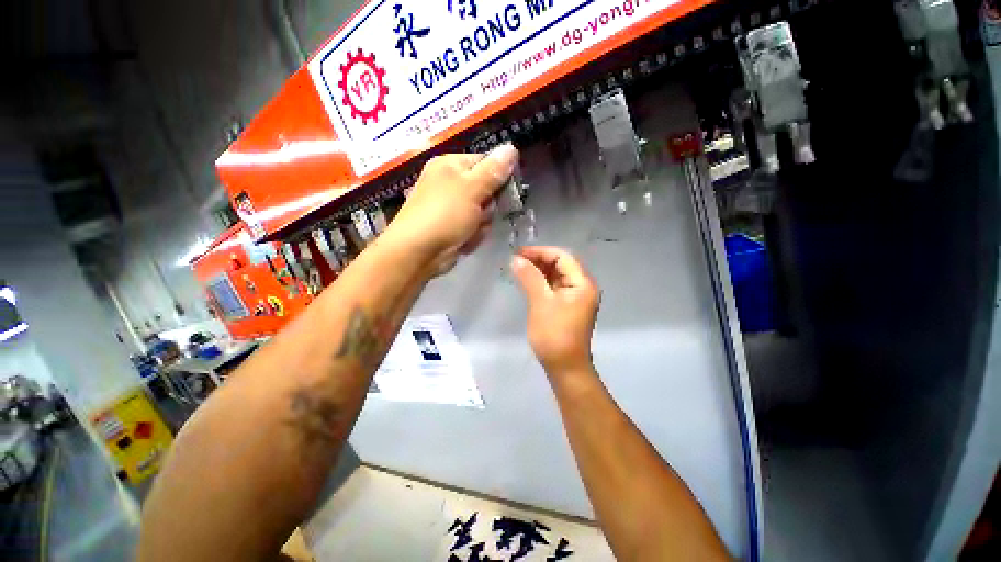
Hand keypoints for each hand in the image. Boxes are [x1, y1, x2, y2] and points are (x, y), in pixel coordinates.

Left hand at [385, 145, 518, 274]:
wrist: (418, 252)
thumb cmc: (445, 214)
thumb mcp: (472, 189)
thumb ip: (493, 170)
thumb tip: (512, 147)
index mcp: (450, 165)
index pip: (485, 162)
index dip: (499, 176)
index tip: (507, 191)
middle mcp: (449, 183)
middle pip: (485, 190)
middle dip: (488, 206)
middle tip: (482, 213)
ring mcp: (450, 207)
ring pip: (481, 212)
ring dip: (481, 223)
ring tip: (471, 230)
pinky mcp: (451, 227)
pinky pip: (473, 227)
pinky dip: (472, 235)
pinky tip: (465, 240)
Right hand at [511, 247, 600, 377]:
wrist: (564, 367)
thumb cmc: (554, 334)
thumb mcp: (540, 302)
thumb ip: (530, 278)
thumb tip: (516, 259)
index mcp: (582, 283)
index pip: (562, 257)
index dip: (540, 252)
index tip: (519, 254)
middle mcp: (582, 286)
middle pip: (561, 265)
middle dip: (539, 260)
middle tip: (517, 261)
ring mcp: (576, 297)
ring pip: (557, 276)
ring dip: (539, 271)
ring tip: (519, 269)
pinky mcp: (568, 306)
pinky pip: (555, 287)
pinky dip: (541, 282)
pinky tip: (528, 282)